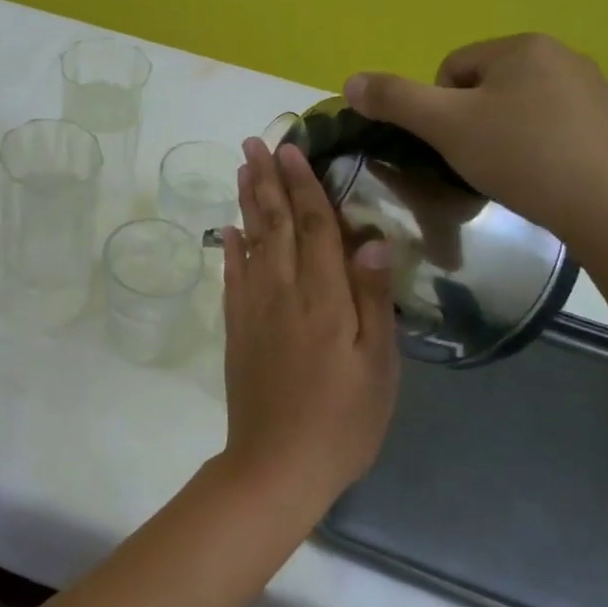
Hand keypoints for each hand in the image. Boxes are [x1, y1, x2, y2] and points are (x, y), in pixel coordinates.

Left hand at [219, 138, 400, 508]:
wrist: (277, 465)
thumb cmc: (343, 420)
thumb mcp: (379, 366)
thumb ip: (374, 299)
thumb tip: (372, 239)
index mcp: (324, 297)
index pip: (314, 226)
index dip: (304, 185)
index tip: (292, 149)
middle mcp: (283, 292)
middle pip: (275, 224)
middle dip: (267, 180)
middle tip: (255, 142)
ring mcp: (253, 309)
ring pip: (250, 242)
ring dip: (247, 202)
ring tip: (242, 169)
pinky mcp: (236, 329)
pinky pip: (231, 277)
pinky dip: (230, 248)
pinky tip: (228, 230)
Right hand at [343, 34, 607, 253]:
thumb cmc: (520, 157)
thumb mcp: (445, 126)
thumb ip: (394, 100)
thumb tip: (350, 81)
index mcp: (522, 46)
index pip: (451, 70)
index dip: (439, 111)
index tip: (452, 145)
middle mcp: (562, 54)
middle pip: (483, 88)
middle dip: (471, 124)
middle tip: (476, 162)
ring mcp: (592, 88)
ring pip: (516, 109)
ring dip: (500, 137)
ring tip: (507, 173)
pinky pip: (550, 126)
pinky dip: (535, 148)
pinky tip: (540, 176)